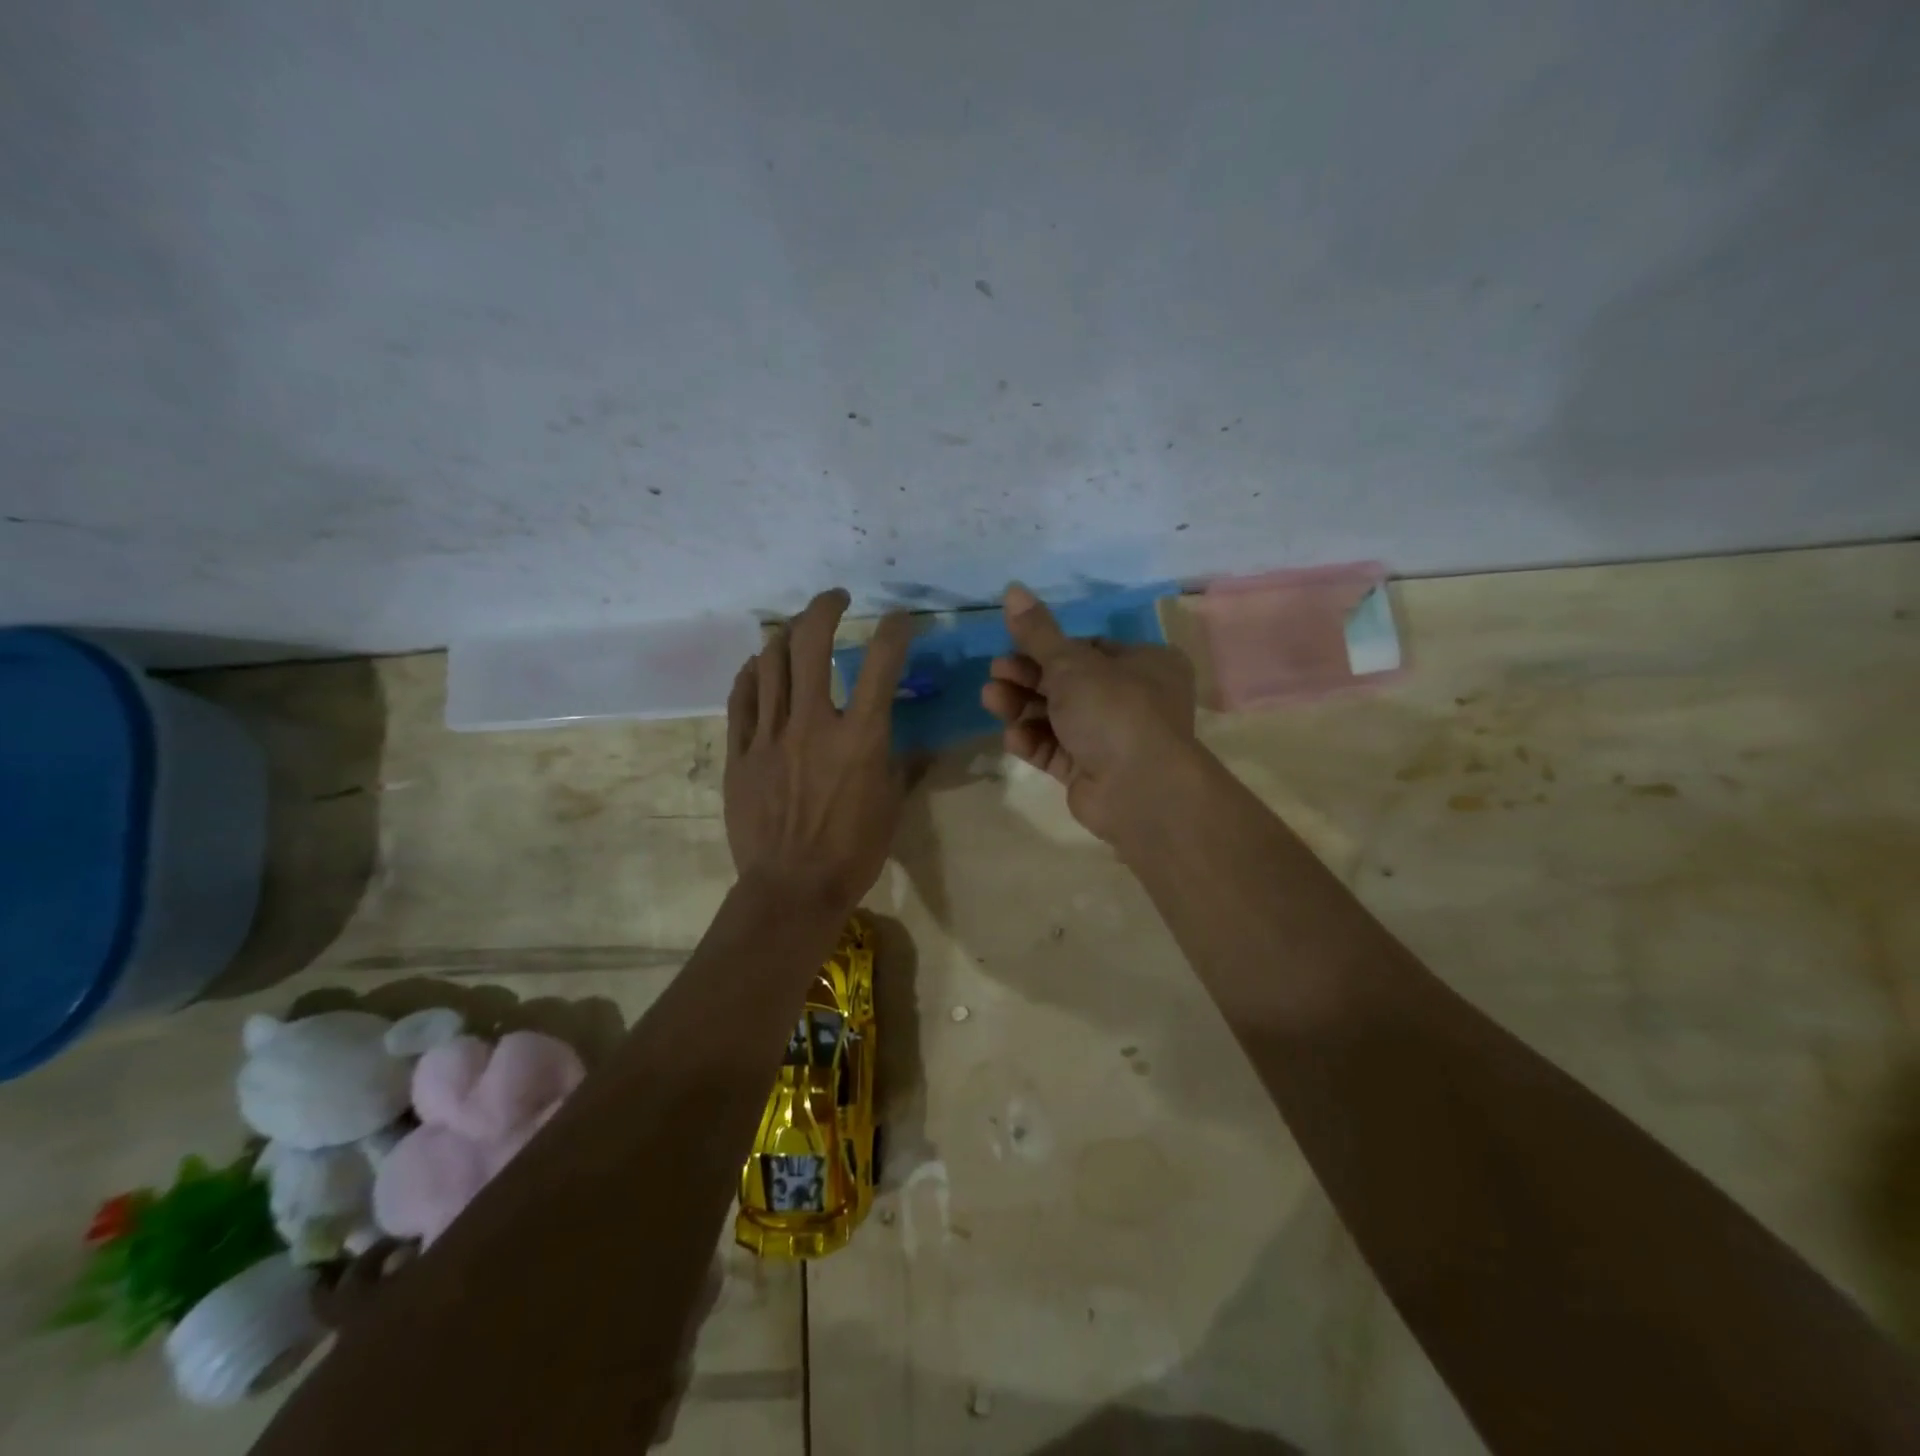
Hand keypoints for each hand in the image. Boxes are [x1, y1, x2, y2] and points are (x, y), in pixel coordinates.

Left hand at [725, 588, 912, 911]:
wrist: (791, 889)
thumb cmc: (853, 851)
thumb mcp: (892, 806)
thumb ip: (904, 764)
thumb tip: (919, 743)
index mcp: (860, 737)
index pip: (881, 663)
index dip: (894, 630)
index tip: (899, 619)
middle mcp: (813, 723)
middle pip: (811, 642)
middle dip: (825, 607)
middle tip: (836, 599)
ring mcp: (769, 735)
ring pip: (770, 661)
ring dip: (787, 634)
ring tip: (797, 629)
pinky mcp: (740, 752)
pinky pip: (741, 697)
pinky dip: (753, 673)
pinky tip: (760, 666)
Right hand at [980, 584, 1196, 841]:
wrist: (1140, 789)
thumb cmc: (1113, 709)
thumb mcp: (1071, 663)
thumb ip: (1037, 632)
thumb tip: (1012, 588)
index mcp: (1144, 663)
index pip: (1089, 648)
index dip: (1048, 648)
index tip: (1013, 647)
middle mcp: (1133, 699)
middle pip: (1068, 683)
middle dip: (1027, 678)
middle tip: (995, 674)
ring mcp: (1112, 739)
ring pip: (1058, 717)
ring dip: (1023, 708)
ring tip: (991, 700)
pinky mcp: (1092, 772)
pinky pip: (1057, 750)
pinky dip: (1034, 742)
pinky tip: (1013, 737)